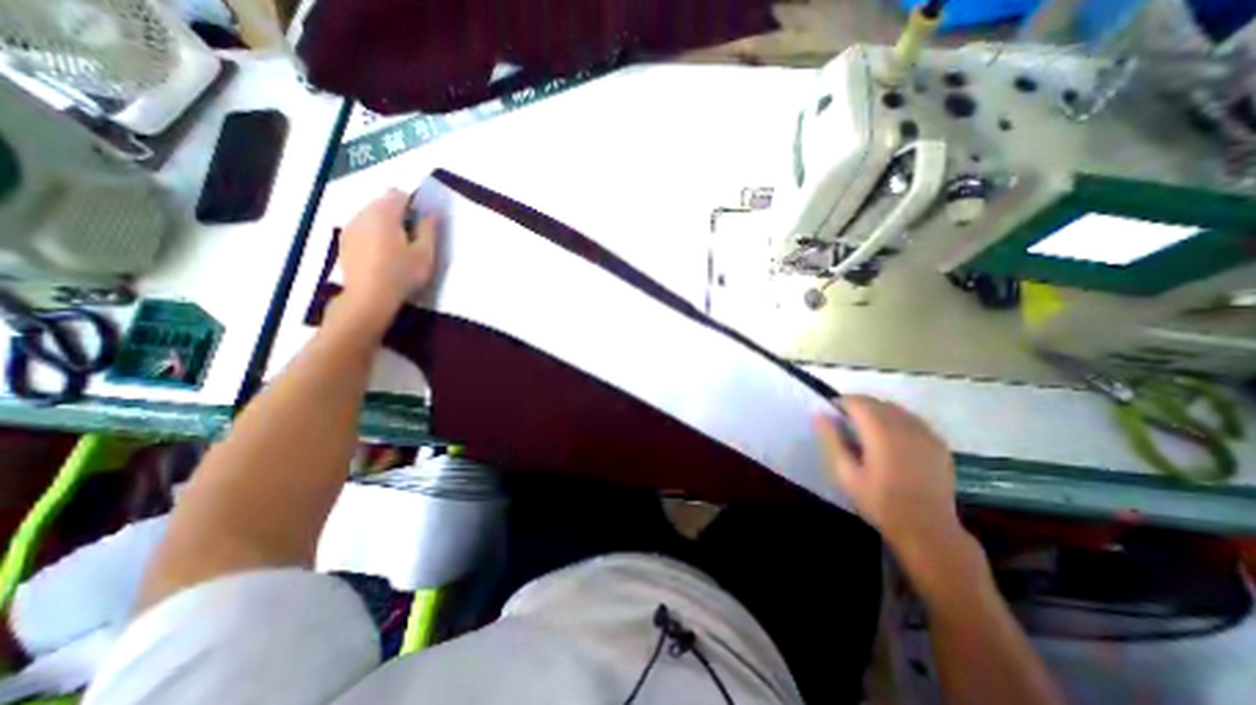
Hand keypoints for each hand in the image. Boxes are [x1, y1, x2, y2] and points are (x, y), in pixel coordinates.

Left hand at [337, 186, 438, 329]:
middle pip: (382, 201)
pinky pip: (362, 226)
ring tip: (398, 245)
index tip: (423, 220)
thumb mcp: (425, 254)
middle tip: (414, 235)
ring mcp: (350, 227)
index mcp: (385, 214)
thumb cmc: (402, 274)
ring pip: (371, 214)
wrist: (369, 297)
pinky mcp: (344, 240)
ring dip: (385, 222)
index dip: (413, 202)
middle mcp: (363, 214)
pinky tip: (382, 252)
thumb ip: (429, 229)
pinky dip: (373, 232)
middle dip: (399, 212)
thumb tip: (432, 212)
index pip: (398, 193)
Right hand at [810, 397, 963, 560]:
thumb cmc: (879, 502)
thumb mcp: (845, 473)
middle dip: (858, 406)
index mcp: (881, 432)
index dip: (841, 403)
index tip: (831, 415)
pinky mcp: (938, 443)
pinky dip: (896, 421)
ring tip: (866, 431)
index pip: (858, 402)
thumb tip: (819, 414)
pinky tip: (891, 440)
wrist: (927, 530)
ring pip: (895, 409)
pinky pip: (912, 420)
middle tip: (845, 424)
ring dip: (877, 412)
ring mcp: (926, 434)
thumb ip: (831, 440)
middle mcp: (906, 426)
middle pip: (877, 402)